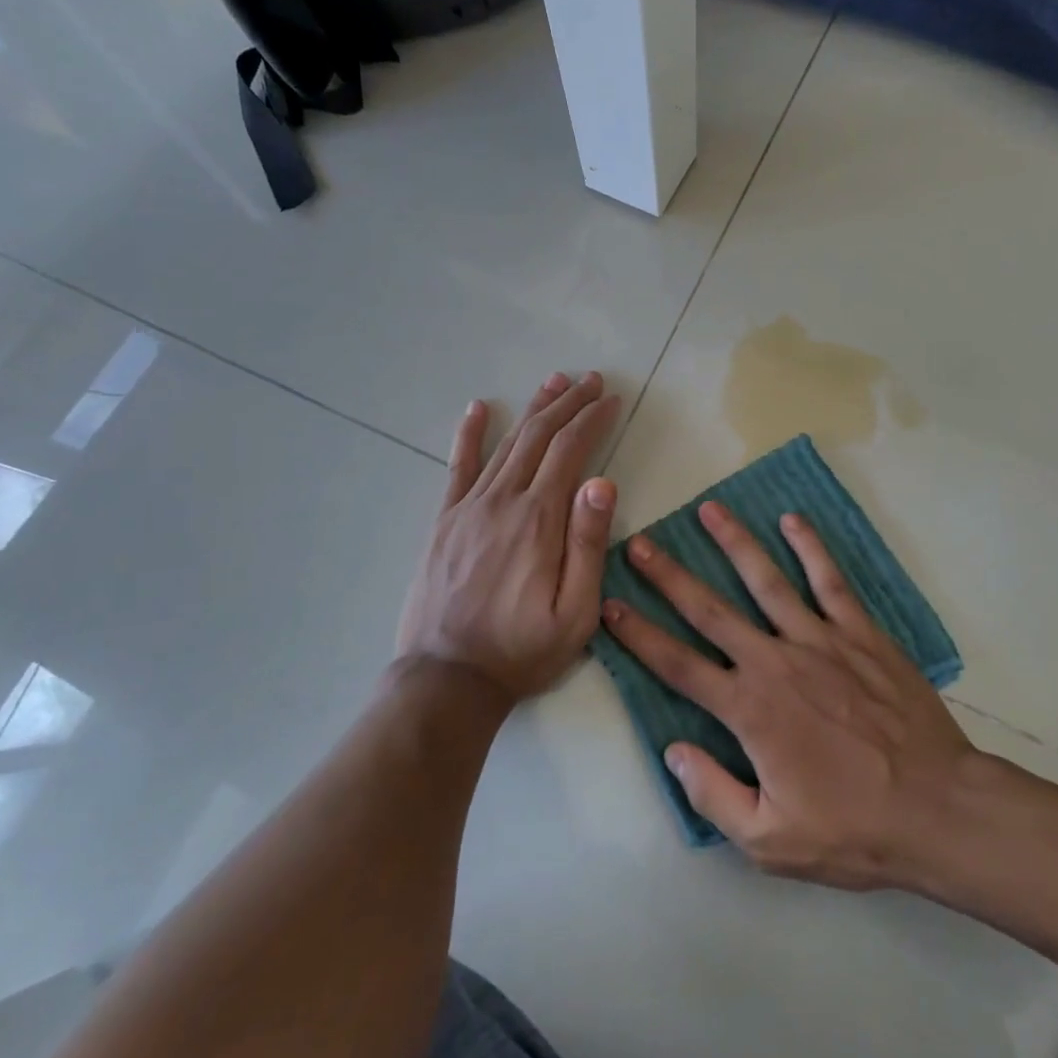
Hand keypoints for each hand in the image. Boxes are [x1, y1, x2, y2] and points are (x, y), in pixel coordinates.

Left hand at [396, 371, 619, 702]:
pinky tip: (478, 408)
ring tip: (554, 381)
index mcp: (539, 519)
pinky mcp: (445, 521)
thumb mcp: (575, 612)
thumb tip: (602, 482)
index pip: (571, 451)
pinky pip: (457, 466)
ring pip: (506, 443)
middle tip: (590, 379)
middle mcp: (503, 500)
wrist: (447, 678)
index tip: (611, 398)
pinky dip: (469, 433)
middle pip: (539, 436)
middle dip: (568, 403)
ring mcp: (469, 507)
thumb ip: (589, 545)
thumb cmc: (522, 650)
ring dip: (533, 409)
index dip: (593, 419)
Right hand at [600, 502, 982, 890]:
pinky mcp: (860, 632)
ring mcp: (820, 640)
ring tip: (708, 508)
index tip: (610, 606)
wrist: (939, 809)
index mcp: (749, 709)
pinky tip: (792, 519)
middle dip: (669, 575)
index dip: (639, 635)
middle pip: (710, 609)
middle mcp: (775, 661)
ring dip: (733, 542)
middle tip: (639, 543)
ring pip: (766, 579)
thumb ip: (713, 795)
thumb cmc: (853, 830)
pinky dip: (810, 547)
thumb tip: (673, 751)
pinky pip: (830, 580)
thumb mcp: (770, 841)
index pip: (679, 665)